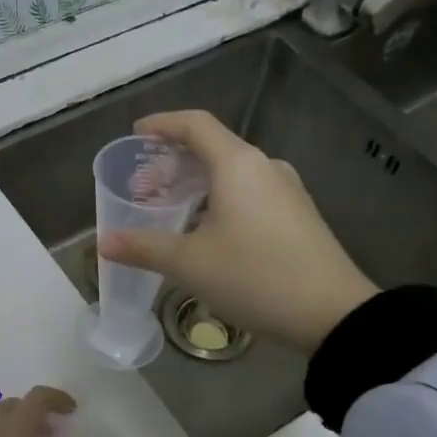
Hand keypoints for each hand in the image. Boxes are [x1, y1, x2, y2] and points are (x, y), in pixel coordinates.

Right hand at [98, 110, 377, 352]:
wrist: (332, 312)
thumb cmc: (254, 276)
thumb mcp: (189, 264)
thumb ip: (143, 248)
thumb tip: (104, 242)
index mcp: (238, 164)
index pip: (195, 124)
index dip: (162, 124)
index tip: (136, 135)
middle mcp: (265, 167)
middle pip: (214, 149)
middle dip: (174, 162)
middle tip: (145, 187)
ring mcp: (287, 191)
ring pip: (233, 174)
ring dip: (198, 184)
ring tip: (172, 210)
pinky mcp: (298, 216)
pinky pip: (251, 193)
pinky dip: (221, 199)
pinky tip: (208, 231)